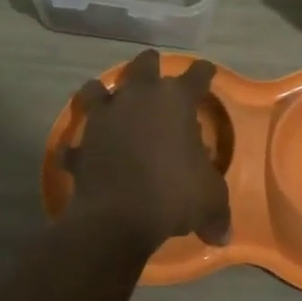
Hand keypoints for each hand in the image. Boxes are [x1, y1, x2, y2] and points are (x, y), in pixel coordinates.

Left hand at [64, 50, 231, 247]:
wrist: (115, 218)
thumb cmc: (172, 196)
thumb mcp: (209, 203)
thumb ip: (218, 212)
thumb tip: (223, 236)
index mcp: (175, 101)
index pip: (196, 75)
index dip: (204, 72)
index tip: (207, 72)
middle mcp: (138, 98)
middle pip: (144, 65)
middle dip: (151, 65)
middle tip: (156, 72)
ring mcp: (104, 117)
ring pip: (97, 88)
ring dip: (104, 92)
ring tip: (111, 101)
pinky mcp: (81, 143)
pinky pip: (78, 140)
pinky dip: (82, 144)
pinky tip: (86, 152)